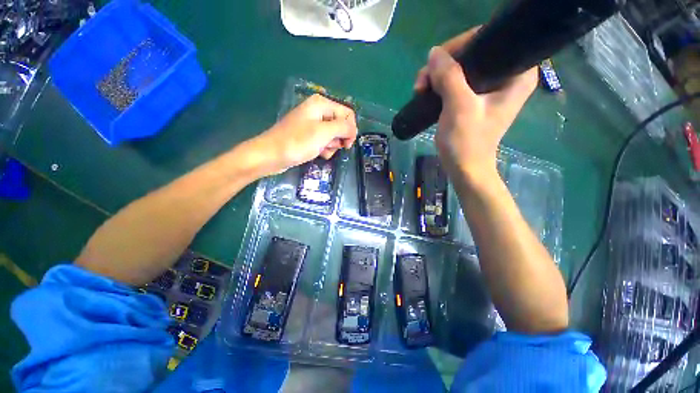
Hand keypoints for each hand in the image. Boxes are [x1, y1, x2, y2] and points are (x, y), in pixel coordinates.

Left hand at [257, 94, 356, 172]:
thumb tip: (353, 130)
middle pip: (341, 125)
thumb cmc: (297, 142)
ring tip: (321, 150)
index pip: (348, 114)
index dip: (350, 129)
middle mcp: (318, 111)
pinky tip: (317, 153)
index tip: (347, 144)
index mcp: (321, 104)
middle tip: (329, 146)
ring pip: (334, 135)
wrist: (271, 155)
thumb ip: (343, 128)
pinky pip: (324, 141)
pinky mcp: (309, 136)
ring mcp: (313, 124)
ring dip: (331, 146)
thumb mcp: (324, 133)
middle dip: (338, 139)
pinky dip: (324, 149)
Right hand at [414, 28, 537, 182]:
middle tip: (423, 80)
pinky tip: (427, 91)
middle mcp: (507, 75)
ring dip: (438, 75)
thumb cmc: (467, 142)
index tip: (439, 62)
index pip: (490, 40)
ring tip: (420, 89)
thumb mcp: (459, 108)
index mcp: (517, 74)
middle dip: (445, 63)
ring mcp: (491, 87)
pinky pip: (457, 80)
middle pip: (474, 52)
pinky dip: (440, 84)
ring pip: (462, 66)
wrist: (464, 168)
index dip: (462, 45)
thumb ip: (449, 77)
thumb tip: (434, 53)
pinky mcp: (476, 98)